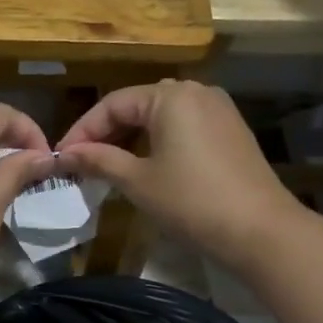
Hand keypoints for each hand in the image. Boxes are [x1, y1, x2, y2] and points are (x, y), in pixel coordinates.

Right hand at [56, 81, 302, 271]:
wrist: (260, 230)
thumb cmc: (192, 201)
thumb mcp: (138, 181)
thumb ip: (100, 160)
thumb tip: (66, 154)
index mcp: (171, 96)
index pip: (114, 103)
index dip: (83, 129)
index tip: (62, 157)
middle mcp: (196, 92)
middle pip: (138, 105)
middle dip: (106, 133)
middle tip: (81, 162)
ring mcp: (218, 110)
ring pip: (161, 116)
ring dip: (131, 137)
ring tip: (108, 165)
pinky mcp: (231, 131)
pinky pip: (183, 126)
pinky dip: (158, 141)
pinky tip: (145, 165)